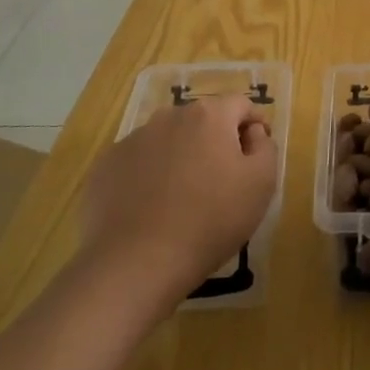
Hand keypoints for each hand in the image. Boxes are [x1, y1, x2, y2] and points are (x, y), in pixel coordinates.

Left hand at [79, 96, 277, 298]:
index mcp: (209, 116)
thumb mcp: (262, 183)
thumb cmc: (211, 220)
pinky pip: (138, 163)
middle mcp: (168, 117)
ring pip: (168, 140)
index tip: (256, 156)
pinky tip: (152, 209)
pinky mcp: (104, 168)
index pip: (240, 105)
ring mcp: (131, 141)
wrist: (136, 263)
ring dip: (181, 157)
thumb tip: (252, 133)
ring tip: (184, 196)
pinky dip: (150, 176)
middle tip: (223, 180)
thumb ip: (265, 147)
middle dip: (216, 141)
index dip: (254, 126)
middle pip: (202, 120)